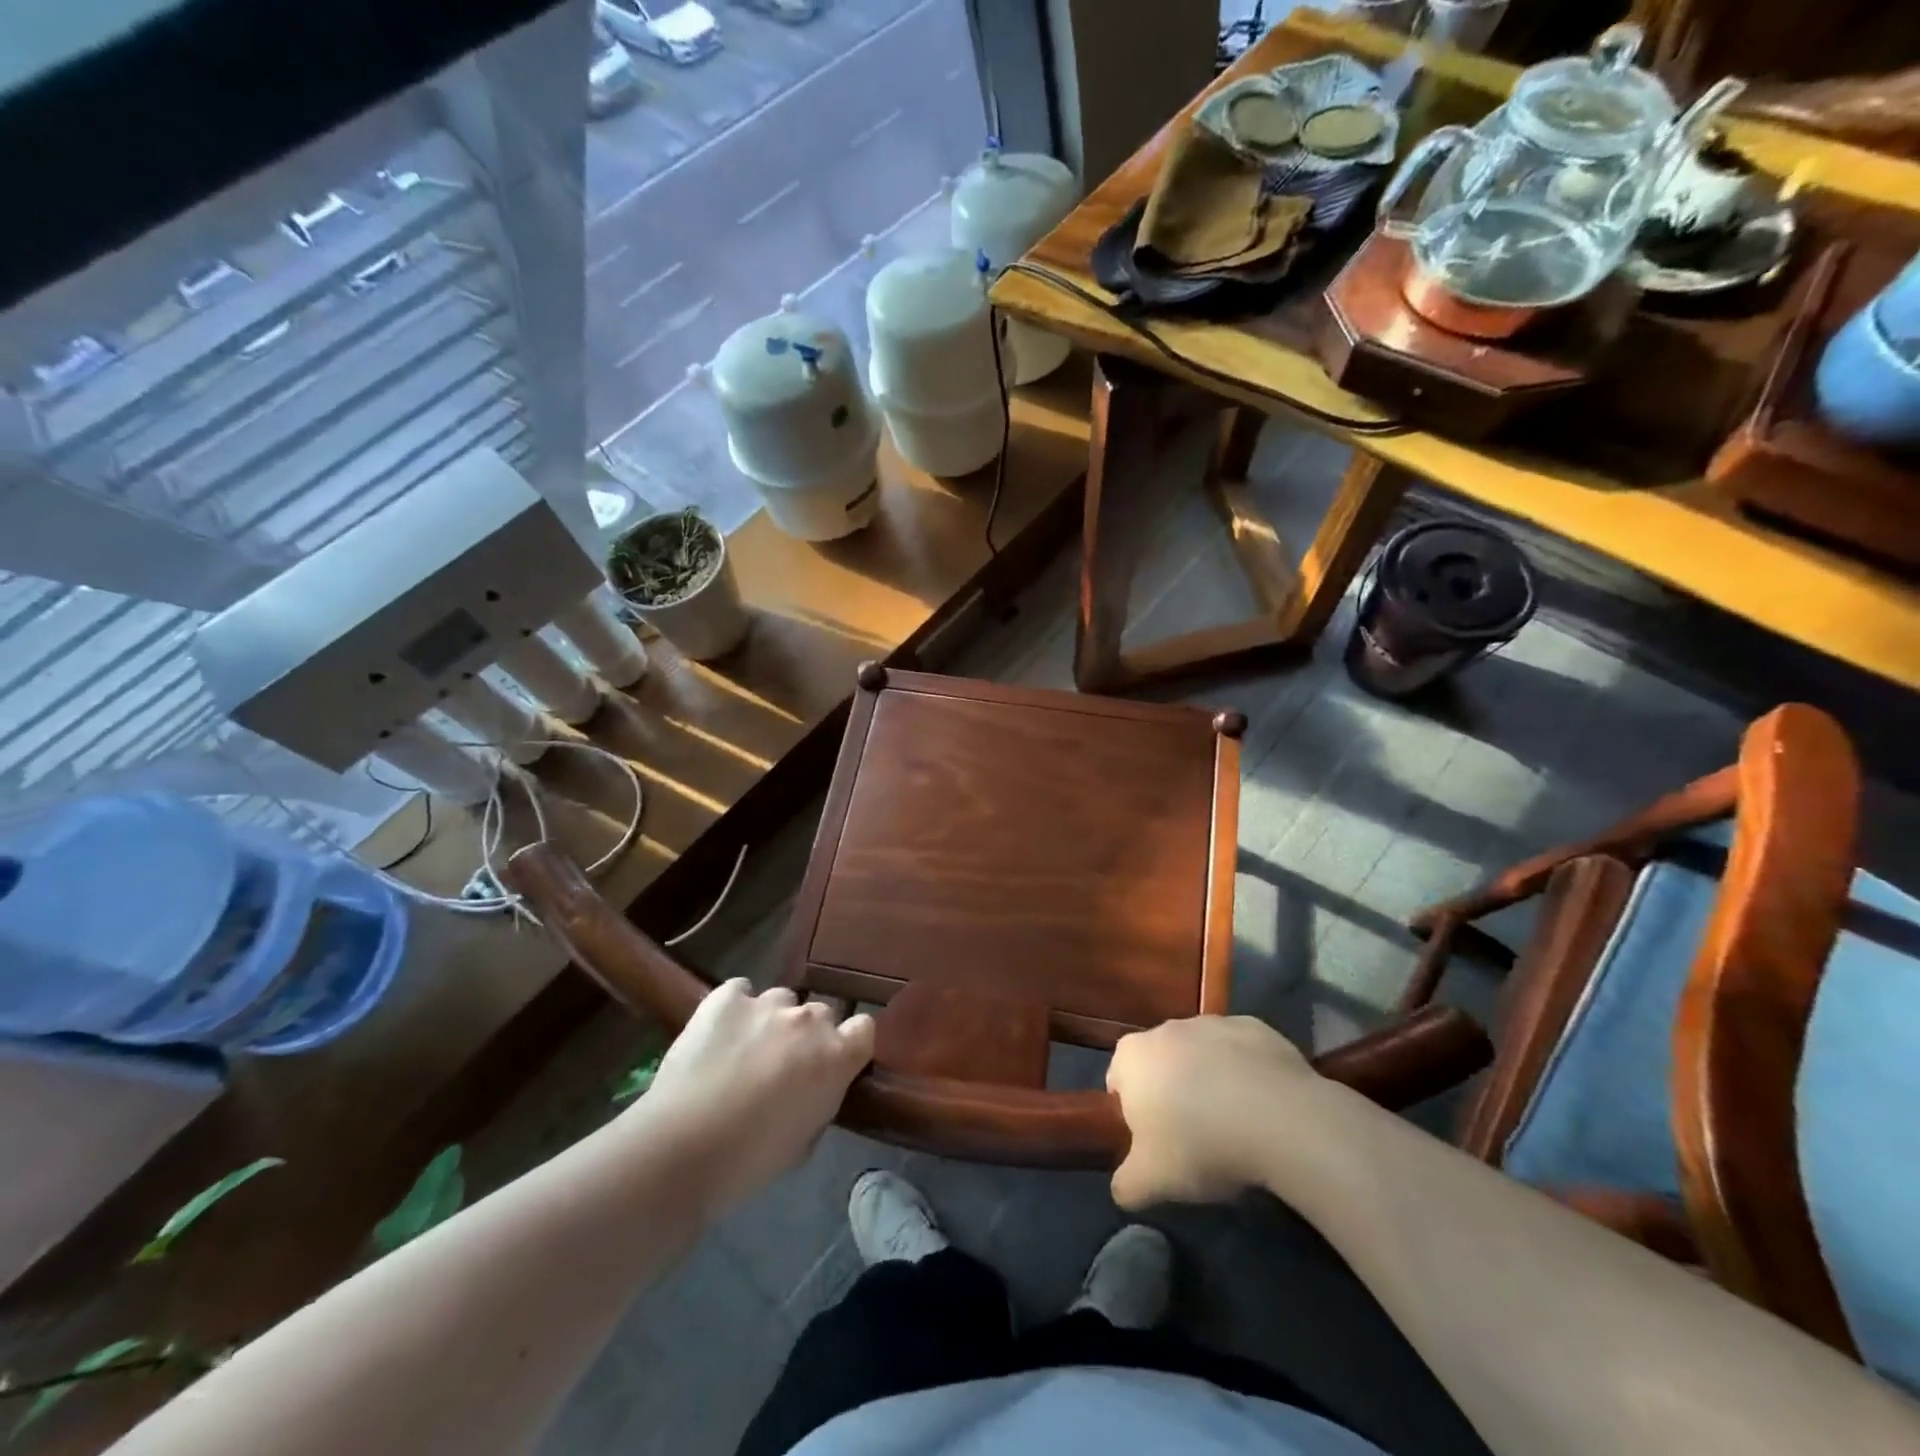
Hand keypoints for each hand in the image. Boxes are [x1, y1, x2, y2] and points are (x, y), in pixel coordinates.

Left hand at [636, 980, 874, 1215]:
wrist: (683, 1150)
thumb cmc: (750, 1161)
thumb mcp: (805, 1140)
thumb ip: (821, 1098)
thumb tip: (815, 1086)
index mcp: (837, 1057)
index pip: (864, 1028)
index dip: (849, 1043)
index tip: (832, 1062)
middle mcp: (810, 1020)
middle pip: (821, 1013)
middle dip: (807, 1035)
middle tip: (782, 1065)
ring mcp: (768, 1003)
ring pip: (782, 999)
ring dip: (771, 1021)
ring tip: (743, 1049)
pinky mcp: (727, 997)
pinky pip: (740, 990)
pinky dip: (735, 1007)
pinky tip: (719, 1032)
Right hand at [1106, 1015, 1318, 1208]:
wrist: (1279, 1119)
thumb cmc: (1200, 1144)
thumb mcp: (1152, 1182)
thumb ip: (1126, 1184)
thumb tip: (1123, 1188)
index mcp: (1132, 1056)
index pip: (1118, 1082)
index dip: (1133, 1115)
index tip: (1156, 1144)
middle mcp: (1166, 1028)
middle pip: (1161, 1064)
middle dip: (1171, 1093)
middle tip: (1194, 1138)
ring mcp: (1212, 1023)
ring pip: (1201, 1055)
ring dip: (1209, 1080)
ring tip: (1234, 1124)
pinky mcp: (1255, 1027)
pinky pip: (1241, 1052)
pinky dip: (1245, 1072)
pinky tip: (1263, 1107)